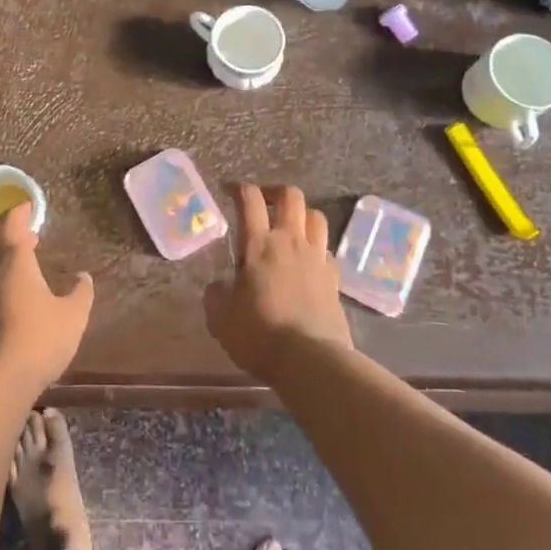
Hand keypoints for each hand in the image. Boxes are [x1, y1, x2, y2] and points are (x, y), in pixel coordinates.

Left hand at [0, 202, 94, 396]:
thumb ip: (80, 293)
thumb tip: (83, 276)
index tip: (28, 206)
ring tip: (19, 267)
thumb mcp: (72, 316)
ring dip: (0, 260)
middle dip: (8, 234)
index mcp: (14, 262)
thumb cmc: (38, 340)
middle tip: (26, 235)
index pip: (11, 225)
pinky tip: (6, 299)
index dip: (19, 213)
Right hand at [204, 184, 353, 379]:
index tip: (230, 191)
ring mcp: (316, 257)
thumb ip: (216, 296)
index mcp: (259, 245)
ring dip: (301, 215)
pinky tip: (307, 261)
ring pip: (316, 216)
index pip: (250, 200)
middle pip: (291, 196)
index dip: (239, 189)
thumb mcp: (221, 319)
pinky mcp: (334, 277)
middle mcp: (290, 242)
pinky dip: (316, 246)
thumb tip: (218, 286)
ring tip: (290, 227)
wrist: (311, 361)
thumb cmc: (260, 335)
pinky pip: (326, 248)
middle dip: (275, 192)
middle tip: (264, 203)